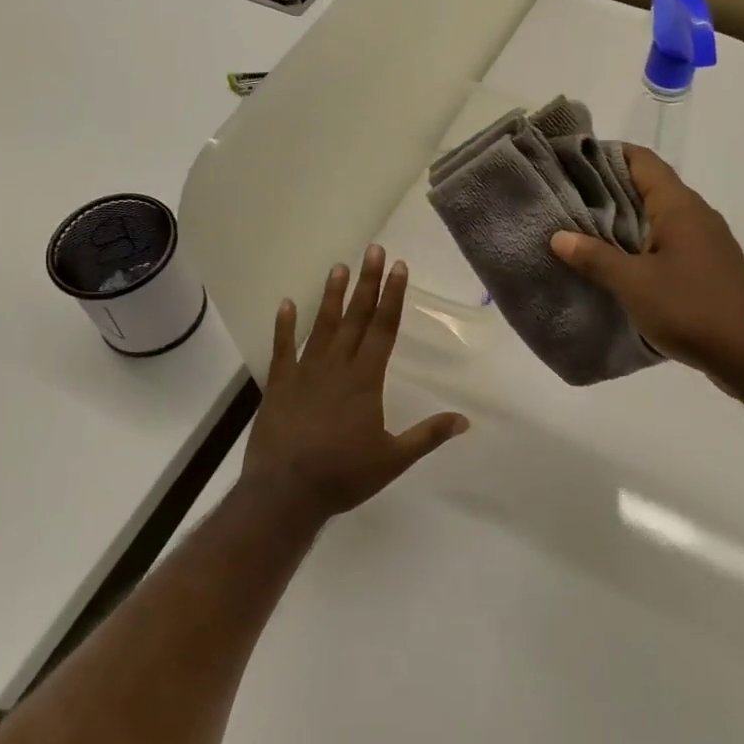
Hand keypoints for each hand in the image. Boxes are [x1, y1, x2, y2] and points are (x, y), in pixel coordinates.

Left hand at [239, 246, 468, 526]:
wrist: (285, 493)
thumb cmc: (343, 475)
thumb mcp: (393, 459)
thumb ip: (427, 436)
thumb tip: (465, 420)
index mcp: (365, 379)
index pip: (383, 328)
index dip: (392, 296)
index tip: (398, 267)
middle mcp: (337, 366)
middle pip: (356, 318)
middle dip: (367, 283)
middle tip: (373, 250)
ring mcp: (305, 372)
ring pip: (322, 326)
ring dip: (332, 296)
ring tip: (339, 266)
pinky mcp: (279, 384)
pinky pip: (282, 349)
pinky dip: (284, 326)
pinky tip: (286, 303)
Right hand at [550, 145, 743, 382]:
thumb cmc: (691, 308)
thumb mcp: (634, 284)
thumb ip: (595, 258)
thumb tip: (559, 237)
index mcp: (678, 206)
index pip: (641, 160)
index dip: (606, 154)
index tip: (571, 162)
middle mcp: (695, 213)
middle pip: (648, 185)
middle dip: (608, 189)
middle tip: (566, 198)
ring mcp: (705, 240)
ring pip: (657, 216)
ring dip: (624, 219)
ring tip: (583, 230)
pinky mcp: (708, 265)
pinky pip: (667, 241)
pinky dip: (640, 242)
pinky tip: (618, 262)